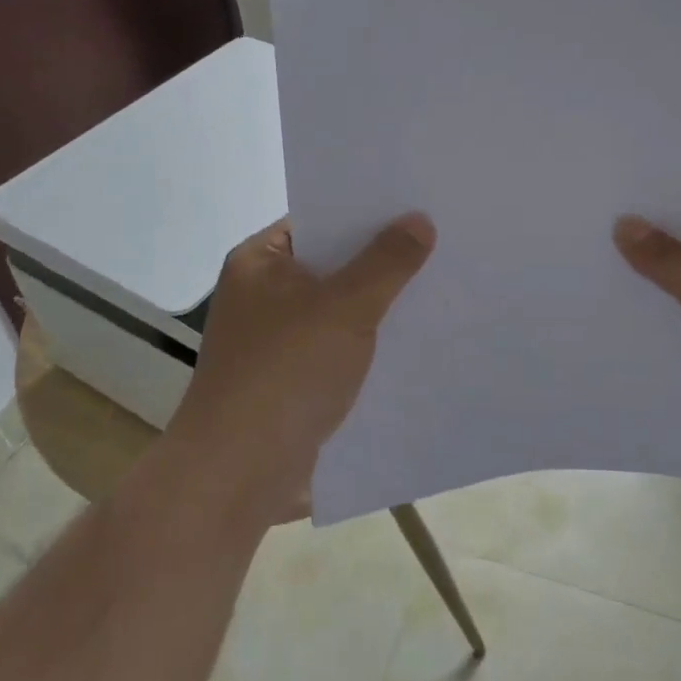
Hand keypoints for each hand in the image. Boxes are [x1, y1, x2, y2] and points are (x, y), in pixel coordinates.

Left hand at [167, 215, 435, 521]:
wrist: (238, 475)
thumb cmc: (285, 374)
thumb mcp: (344, 308)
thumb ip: (386, 262)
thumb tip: (420, 219)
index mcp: (259, 262)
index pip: (320, 220)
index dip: (367, 212)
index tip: (418, 204)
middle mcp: (264, 294)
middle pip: (334, 264)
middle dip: (383, 261)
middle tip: (443, 242)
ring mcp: (278, 340)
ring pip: (341, 309)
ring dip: (381, 306)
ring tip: (442, 286)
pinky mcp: (294, 379)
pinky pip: (341, 348)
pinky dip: (371, 344)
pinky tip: (417, 340)